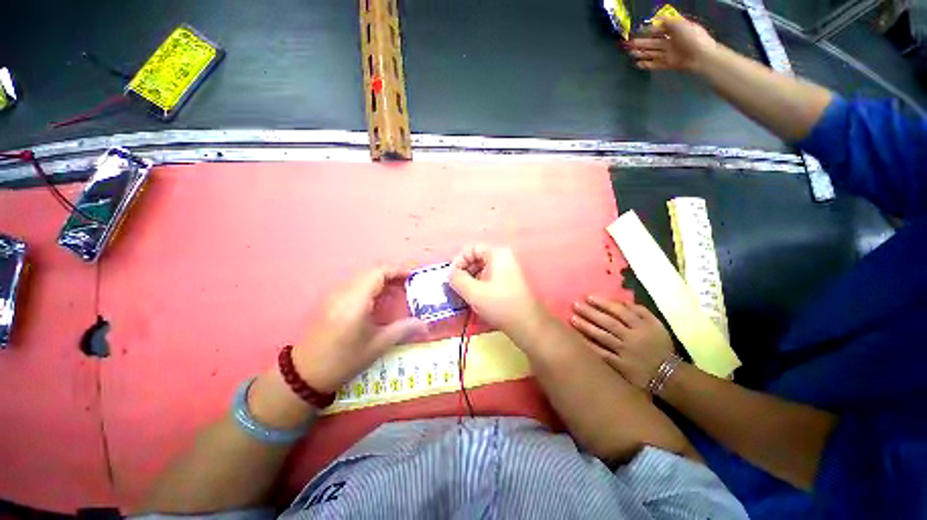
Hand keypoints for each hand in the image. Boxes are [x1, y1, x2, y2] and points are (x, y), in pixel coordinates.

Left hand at [292, 268, 426, 393]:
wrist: (305, 373)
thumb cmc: (344, 360)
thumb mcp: (377, 346)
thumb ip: (402, 330)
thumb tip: (425, 325)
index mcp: (355, 301)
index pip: (377, 273)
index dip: (397, 270)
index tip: (412, 276)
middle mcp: (343, 293)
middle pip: (370, 271)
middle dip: (391, 273)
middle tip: (407, 284)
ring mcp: (334, 295)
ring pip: (361, 276)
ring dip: (380, 278)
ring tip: (395, 289)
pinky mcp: (330, 300)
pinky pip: (354, 283)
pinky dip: (369, 284)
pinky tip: (377, 298)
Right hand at [448, 245, 543, 334]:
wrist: (528, 324)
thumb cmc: (500, 305)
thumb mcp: (473, 292)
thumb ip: (457, 279)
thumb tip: (450, 273)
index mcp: (498, 253)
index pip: (471, 248)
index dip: (459, 260)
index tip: (452, 276)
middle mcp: (505, 256)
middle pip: (478, 257)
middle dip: (465, 270)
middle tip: (457, 285)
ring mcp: (510, 268)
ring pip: (484, 267)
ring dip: (471, 278)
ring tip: (465, 293)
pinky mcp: (511, 280)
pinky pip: (491, 275)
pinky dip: (481, 283)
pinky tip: (477, 296)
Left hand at [571, 295, 674, 389]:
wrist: (669, 376)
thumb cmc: (659, 345)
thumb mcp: (656, 325)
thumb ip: (639, 311)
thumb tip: (618, 300)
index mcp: (642, 326)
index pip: (620, 311)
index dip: (603, 303)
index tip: (588, 296)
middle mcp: (633, 338)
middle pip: (608, 322)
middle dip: (590, 312)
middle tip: (575, 304)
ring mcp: (625, 353)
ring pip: (603, 337)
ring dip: (586, 327)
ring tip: (572, 318)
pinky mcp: (620, 366)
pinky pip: (602, 354)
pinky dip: (590, 346)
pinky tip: (577, 339)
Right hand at [626, 17, 717, 72]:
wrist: (701, 56)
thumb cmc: (693, 38)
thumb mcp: (681, 24)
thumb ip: (668, 21)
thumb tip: (659, 19)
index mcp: (674, 31)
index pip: (659, 30)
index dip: (648, 30)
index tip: (638, 31)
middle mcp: (671, 42)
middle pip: (653, 42)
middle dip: (641, 43)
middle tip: (630, 44)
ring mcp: (669, 54)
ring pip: (652, 53)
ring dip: (641, 53)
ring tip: (631, 53)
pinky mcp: (668, 64)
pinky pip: (655, 64)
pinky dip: (647, 64)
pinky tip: (638, 64)